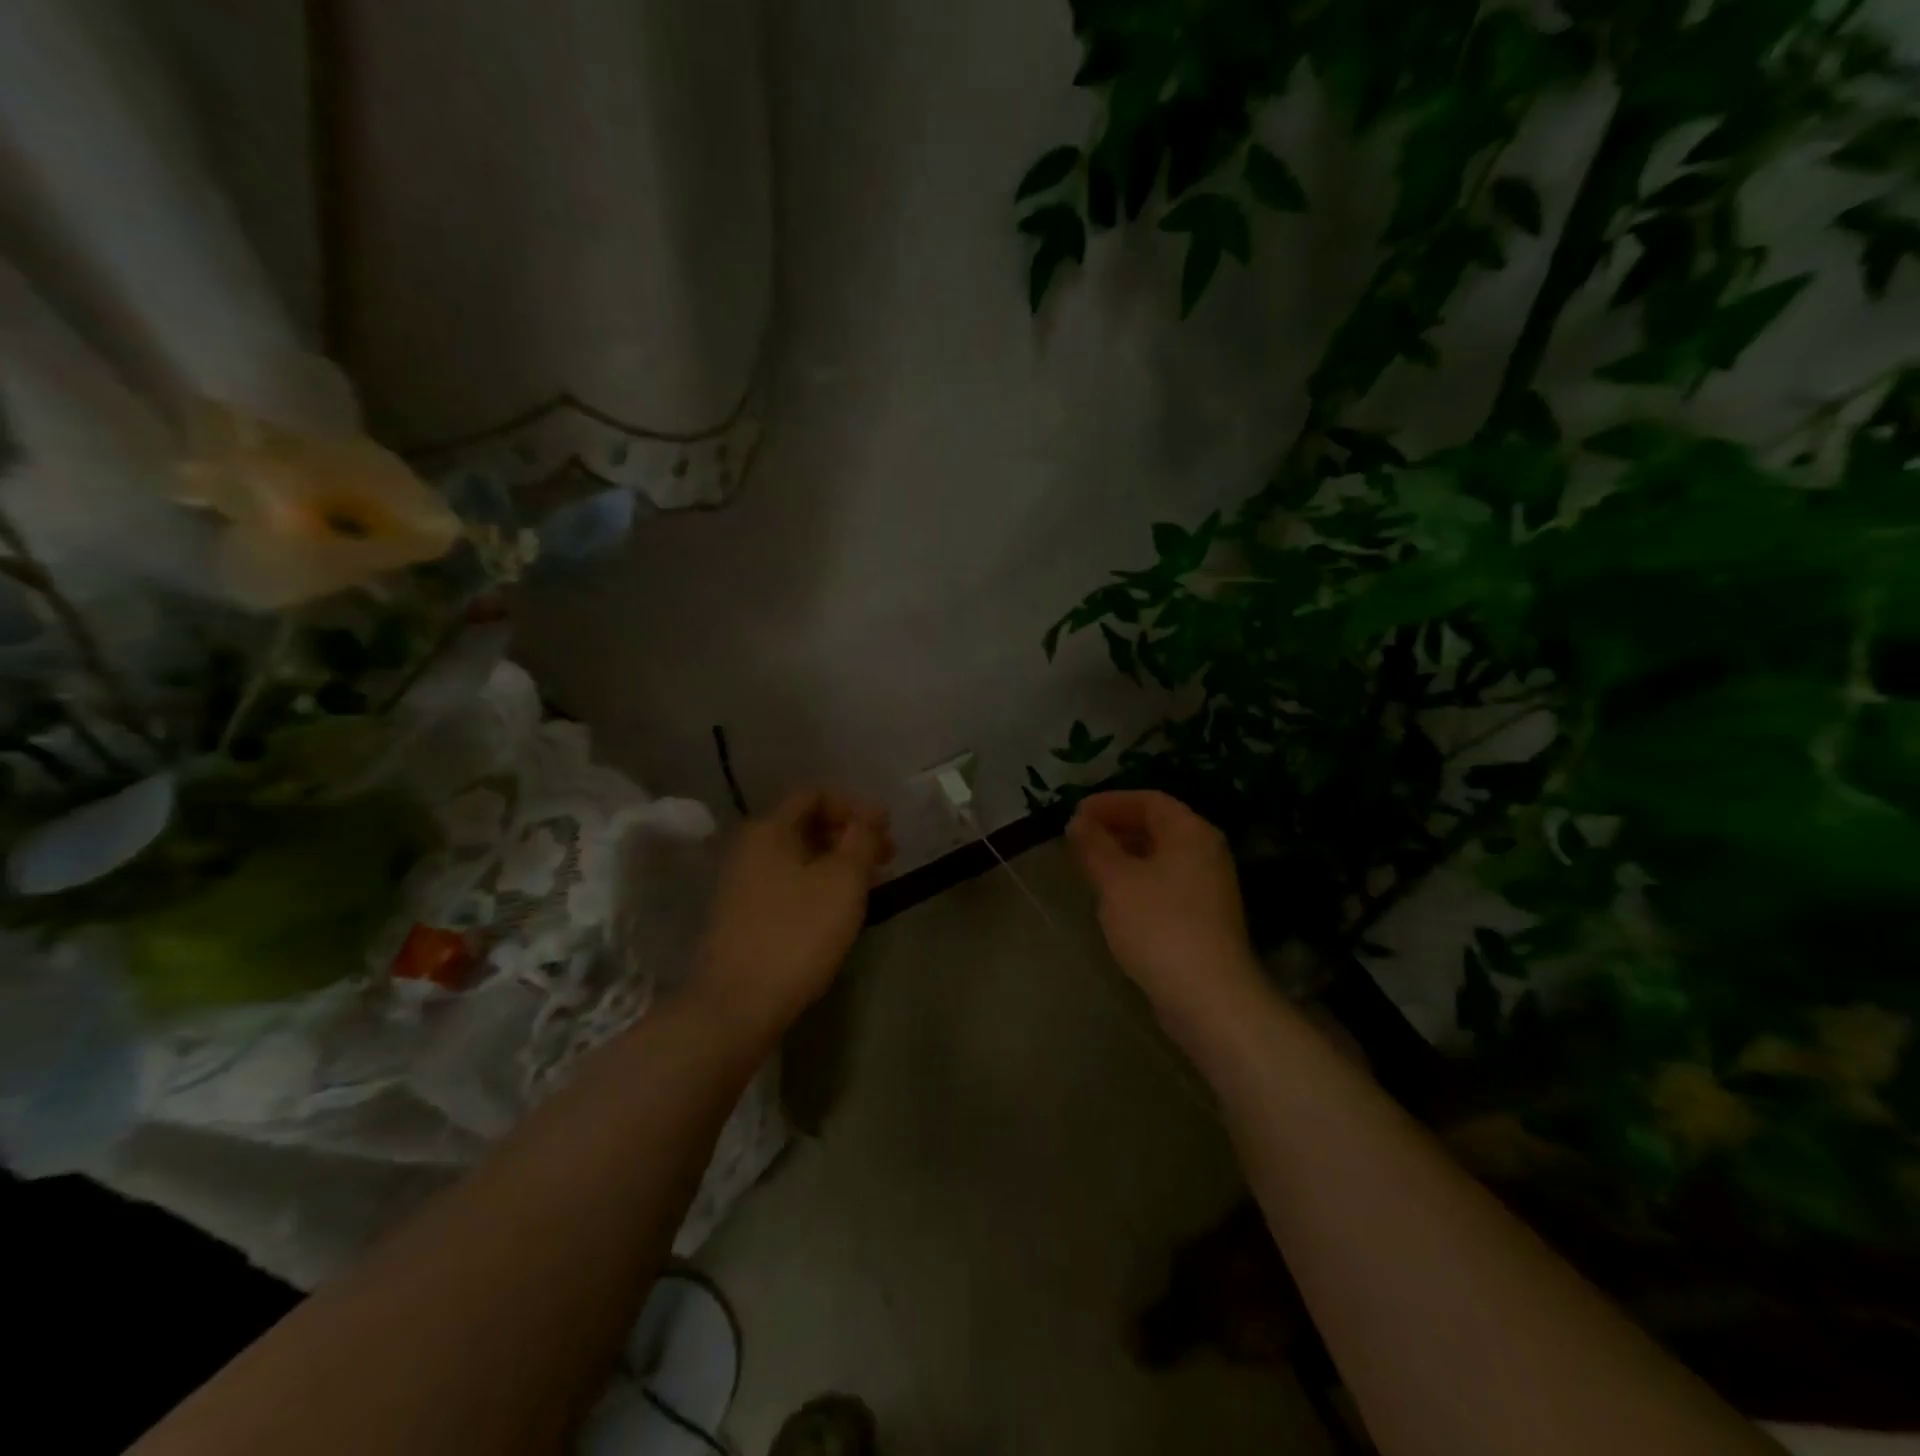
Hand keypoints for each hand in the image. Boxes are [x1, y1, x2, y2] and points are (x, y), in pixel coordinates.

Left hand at [688, 789, 893, 1047]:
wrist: (736, 1005)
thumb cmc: (796, 934)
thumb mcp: (843, 881)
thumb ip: (861, 839)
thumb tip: (872, 812)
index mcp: (769, 829)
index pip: (814, 795)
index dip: (854, 806)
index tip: (885, 832)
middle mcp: (750, 848)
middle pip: (806, 824)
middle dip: (849, 835)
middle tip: (887, 858)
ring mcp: (742, 883)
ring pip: (798, 857)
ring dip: (837, 862)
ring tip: (870, 885)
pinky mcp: (743, 915)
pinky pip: (787, 883)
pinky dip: (817, 884)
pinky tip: (838, 909)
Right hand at [1068, 790, 1262, 1038]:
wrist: (1209, 997)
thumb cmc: (1159, 926)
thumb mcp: (1116, 881)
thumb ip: (1094, 846)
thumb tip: (1078, 821)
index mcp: (1190, 832)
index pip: (1149, 800)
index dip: (1109, 802)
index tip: (1075, 813)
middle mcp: (1206, 852)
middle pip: (1157, 826)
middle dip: (1115, 828)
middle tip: (1077, 839)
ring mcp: (1209, 887)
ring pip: (1160, 857)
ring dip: (1123, 855)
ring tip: (1088, 866)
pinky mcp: (1204, 917)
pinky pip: (1165, 883)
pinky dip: (1137, 879)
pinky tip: (1113, 898)